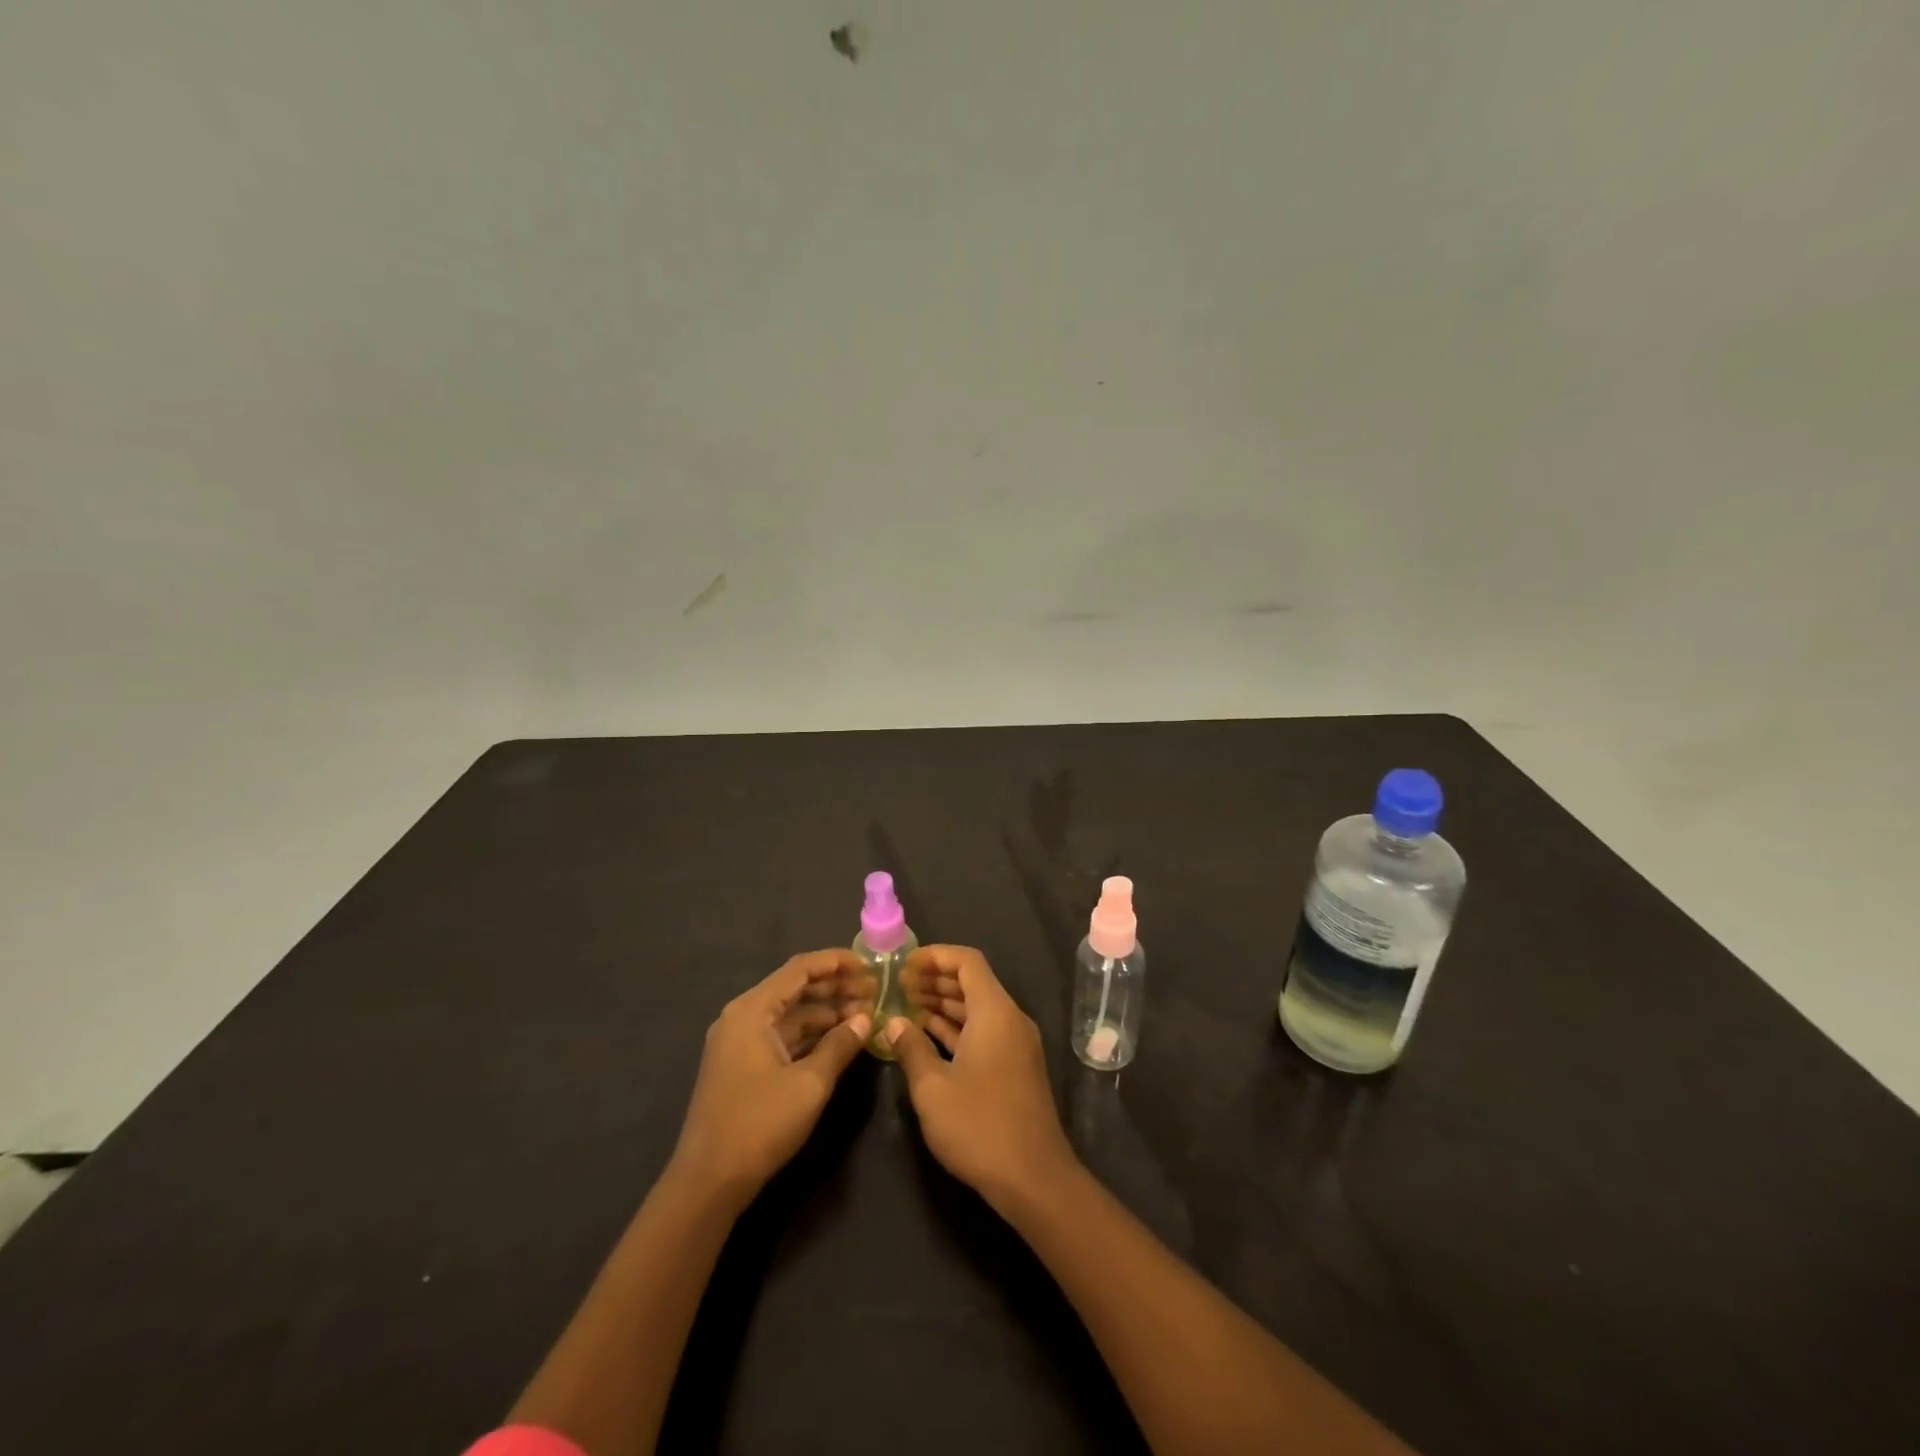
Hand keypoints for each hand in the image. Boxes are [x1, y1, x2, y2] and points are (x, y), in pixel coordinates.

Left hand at [671, 950, 873, 1206]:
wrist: (708, 1182)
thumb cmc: (758, 1124)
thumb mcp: (809, 1084)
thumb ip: (840, 1045)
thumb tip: (866, 1019)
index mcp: (752, 1010)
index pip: (800, 969)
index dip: (837, 962)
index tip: (870, 965)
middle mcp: (743, 1016)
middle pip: (795, 988)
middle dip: (836, 987)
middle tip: (875, 991)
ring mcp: (741, 1041)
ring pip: (790, 1013)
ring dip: (826, 1012)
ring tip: (865, 1015)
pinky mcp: (743, 1064)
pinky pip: (783, 1035)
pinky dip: (811, 1034)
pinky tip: (840, 1039)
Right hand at [887, 945, 1077, 1212]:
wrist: (1034, 1178)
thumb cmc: (979, 1126)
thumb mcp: (933, 1088)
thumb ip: (911, 1048)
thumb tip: (894, 1022)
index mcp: (995, 1012)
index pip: (967, 962)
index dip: (935, 956)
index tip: (904, 964)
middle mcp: (1010, 1019)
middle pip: (973, 982)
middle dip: (935, 979)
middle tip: (898, 985)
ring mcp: (1016, 1044)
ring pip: (978, 1008)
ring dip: (944, 1004)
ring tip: (906, 1006)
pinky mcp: (1015, 1066)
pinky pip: (984, 1031)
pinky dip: (957, 1028)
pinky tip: (928, 1036)